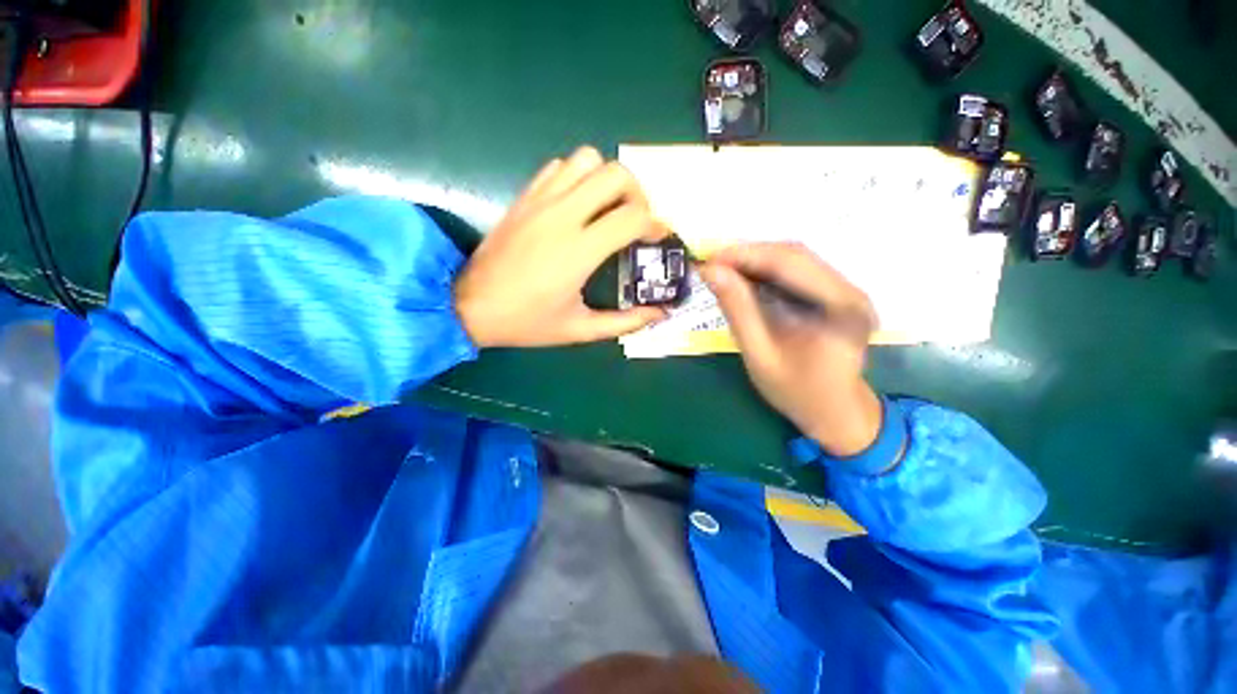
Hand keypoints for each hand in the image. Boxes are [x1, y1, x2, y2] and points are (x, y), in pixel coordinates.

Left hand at [454, 147, 668, 347]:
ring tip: (607, 209)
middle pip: (615, 173)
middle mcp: (562, 216)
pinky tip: (577, 205)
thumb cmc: (526, 322)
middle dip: (637, 193)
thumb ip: (624, 322)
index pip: (632, 217)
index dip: (655, 224)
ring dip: (606, 180)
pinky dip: (577, 177)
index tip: (658, 237)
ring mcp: (540, 201)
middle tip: (635, 220)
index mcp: (578, 251)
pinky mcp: (524, 197)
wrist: (469, 307)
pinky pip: (559, 167)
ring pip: (586, 160)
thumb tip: (659, 313)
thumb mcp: (580, 330)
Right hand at [700, 243, 883, 457]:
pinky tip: (743, 280)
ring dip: (755, 261)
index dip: (746, 255)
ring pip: (794, 259)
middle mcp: (850, 290)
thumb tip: (711, 271)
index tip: (709, 259)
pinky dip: (765, 272)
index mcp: (842, 307)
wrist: (833, 412)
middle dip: (748, 255)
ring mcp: (845, 290)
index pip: (789, 263)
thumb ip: (737, 310)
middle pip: (794, 254)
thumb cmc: (797, 393)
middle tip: (711, 265)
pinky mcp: (834, 294)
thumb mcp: (760, 355)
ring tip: (722, 271)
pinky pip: (796, 272)